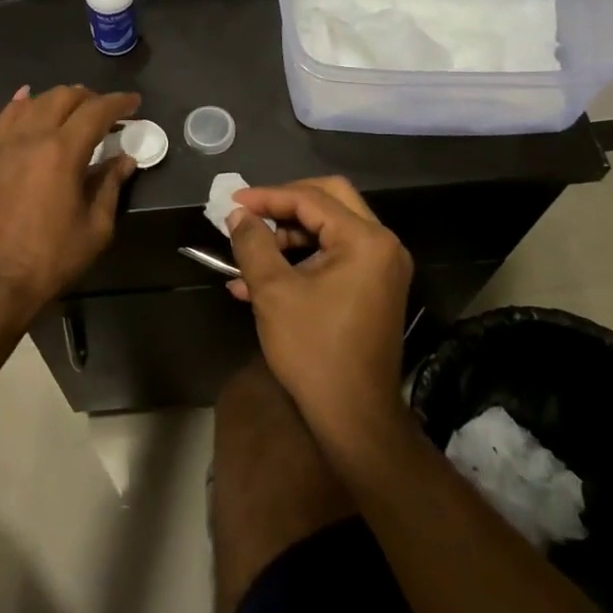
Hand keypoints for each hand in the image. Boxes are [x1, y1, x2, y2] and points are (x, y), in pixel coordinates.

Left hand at [0, 85, 140, 328]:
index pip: (96, 112)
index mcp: (62, 153)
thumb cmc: (50, 260)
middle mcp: (30, 138)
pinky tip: (27, 101)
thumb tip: (124, 161)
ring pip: (31, 104)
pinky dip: (21, 105)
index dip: (119, 103)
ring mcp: (0, 146)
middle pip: (62, 98)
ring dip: (56, 100)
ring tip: (71, 109)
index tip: (134, 103)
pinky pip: (3, 120)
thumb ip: (109, 187)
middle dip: (89, 97)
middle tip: (105, 111)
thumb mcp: (94, 228)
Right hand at [226, 177, 412, 446]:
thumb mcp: (273, 291)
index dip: (267, 196)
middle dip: (283, 205)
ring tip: (247, 255)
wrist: (354, 416)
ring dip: (287, 236)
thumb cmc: (314, 349)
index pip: (311, 198)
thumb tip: (238, 214)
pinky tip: (258, 281)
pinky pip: (334, 257)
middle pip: (328, 200)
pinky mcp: (372, 289)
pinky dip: (300, 260)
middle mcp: (382, 246)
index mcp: (365, 240)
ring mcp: (381, 268)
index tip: (231, 202)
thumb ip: (253, 243)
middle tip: (249, 214)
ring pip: (329, 229)